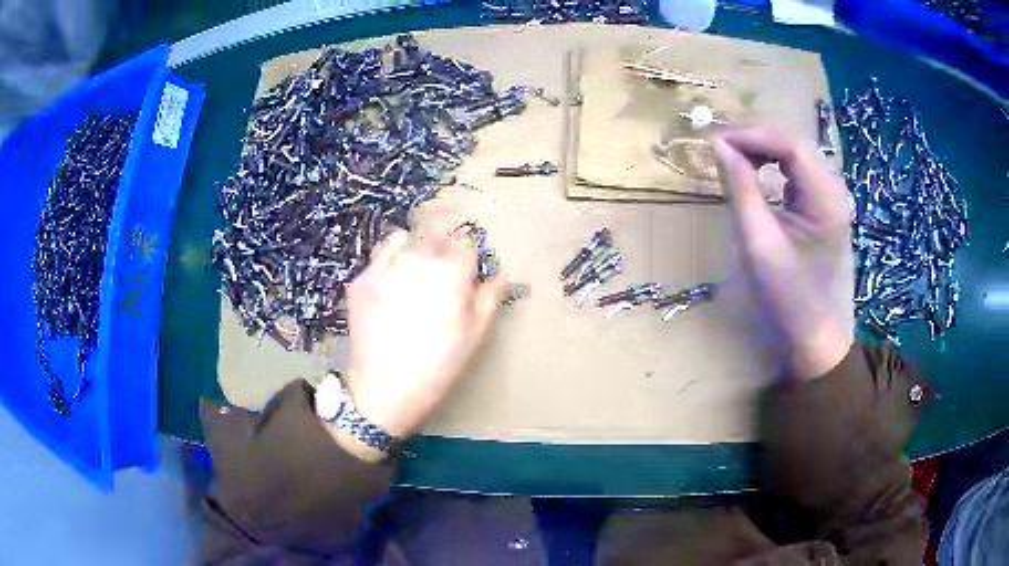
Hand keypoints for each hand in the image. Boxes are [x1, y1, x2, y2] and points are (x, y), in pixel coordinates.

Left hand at [344, 230, 507, 438]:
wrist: (385, 389)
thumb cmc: (438, 365)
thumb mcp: (475, 337)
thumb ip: (489, 299)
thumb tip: (499, 277)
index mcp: (450, 271)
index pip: (466, 245)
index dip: (469, 262)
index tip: (467, 280)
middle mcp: (416, 259)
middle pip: (436, 239)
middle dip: (443, 254)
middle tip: (441, 282)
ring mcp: (384, 267)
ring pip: (405, 240)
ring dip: (414, 251)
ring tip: (414, 277)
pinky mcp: (361, 280)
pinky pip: (379, 258)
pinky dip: (389, 264)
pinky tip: (390, 288)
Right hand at [711, 127, 854, 380]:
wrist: (808, 329)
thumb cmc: (784, 294)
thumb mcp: (757, 241)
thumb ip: (741, 189)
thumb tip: (719, 145)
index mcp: (825, 199)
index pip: (790, 145)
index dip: (752, 135)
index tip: (716, 141)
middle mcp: (833, 189)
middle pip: (793, 143)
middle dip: (755, 138)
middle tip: (719, 147)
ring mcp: (830, 195)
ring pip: (794, 152)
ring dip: (762, 148)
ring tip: (731, 155)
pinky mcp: (822, 203)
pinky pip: (796, 168)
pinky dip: (772, 162)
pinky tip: (754, 169)